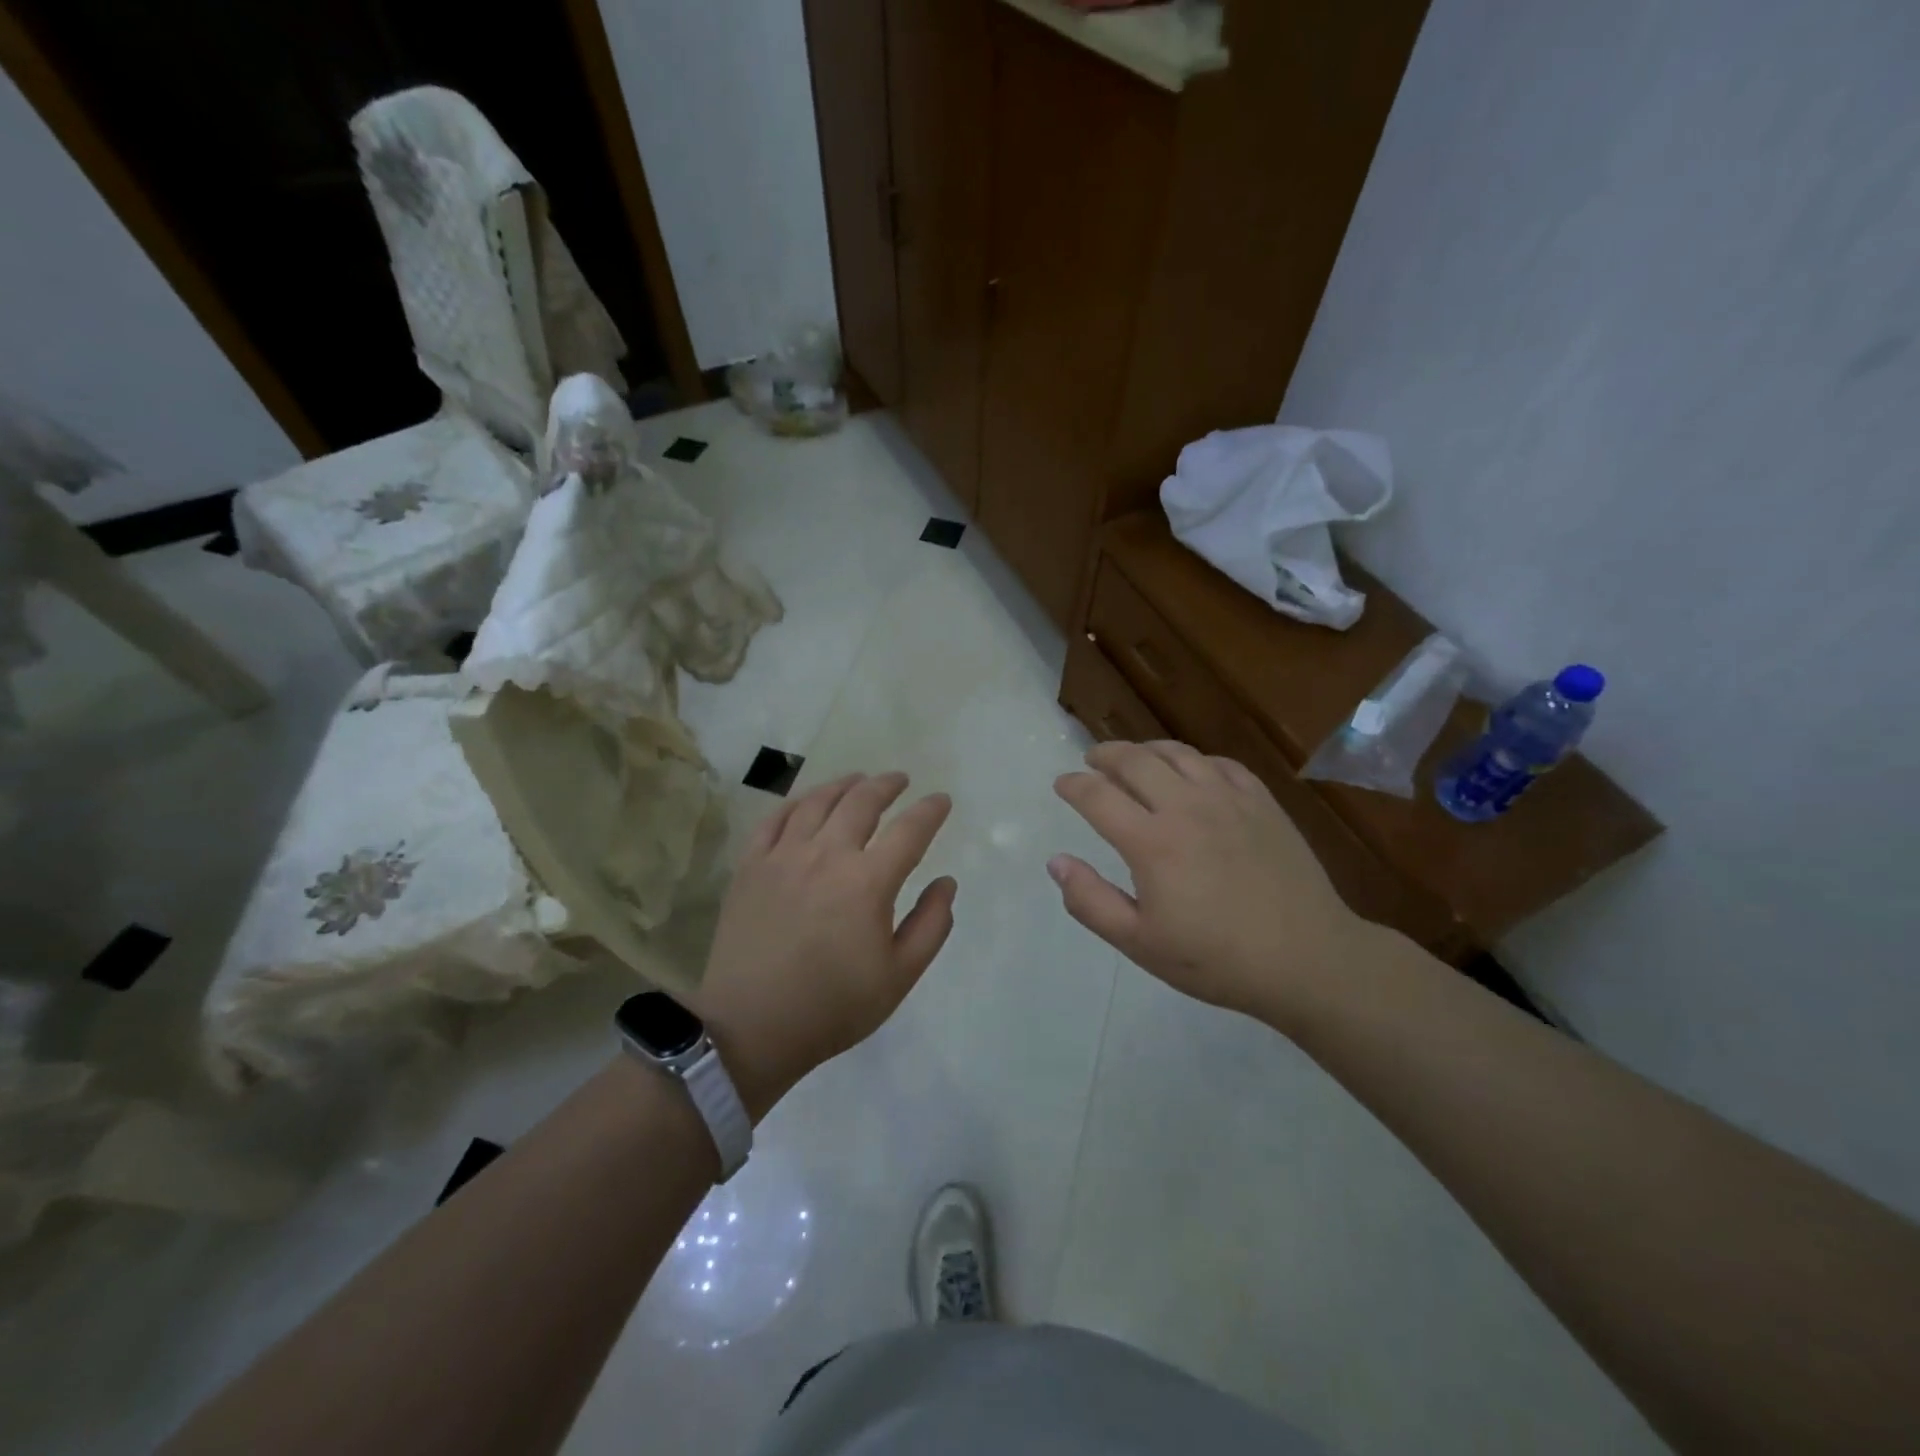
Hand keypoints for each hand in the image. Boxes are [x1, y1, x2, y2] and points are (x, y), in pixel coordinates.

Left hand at [693, 773, 955, 1118]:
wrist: (751, 1026)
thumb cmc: (833, 1005)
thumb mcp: (899, 976)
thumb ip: (931, 925)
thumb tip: (946, 883)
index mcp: (868, 881)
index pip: (909, 830)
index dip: (930, 810)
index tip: (941, 800)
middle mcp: (827, 855)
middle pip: (862, 802)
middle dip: (887, 785)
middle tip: (899, 780)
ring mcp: (783, 856)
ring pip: (817, 802)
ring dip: (844, 785)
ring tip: (857, 781)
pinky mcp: (750, 865)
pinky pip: (775, 819)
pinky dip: (796, 802)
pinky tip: (806, 802)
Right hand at [1050, 741, 1362, 1022]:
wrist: (1307, 958)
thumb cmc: (1216, 959)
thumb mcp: (1140, 943)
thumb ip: (1090, 902)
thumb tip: (1056, 862)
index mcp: (1151, 842)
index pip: (1098, 796)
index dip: (1073, 785)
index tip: (1062, 784)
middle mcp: (1185, 807)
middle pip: (1135, 760)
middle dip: (1105, 754)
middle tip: (1092, 759)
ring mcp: (1228, 799)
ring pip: (1178, 754)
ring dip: (1147, 750)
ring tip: (1134, 757)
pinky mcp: (1261, 802)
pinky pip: (1220, 764)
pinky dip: (1194, 761)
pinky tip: (1191, 772)